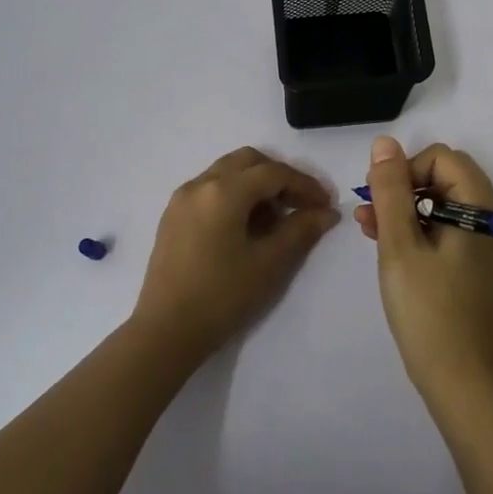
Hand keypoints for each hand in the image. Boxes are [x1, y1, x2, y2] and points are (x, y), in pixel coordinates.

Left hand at [134, 147, 340, 364]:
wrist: (166, 331)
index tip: (326, 205)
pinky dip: (234, 195)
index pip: (274, 173)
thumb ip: (301, 231)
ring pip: (226, 172)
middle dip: (279, 176)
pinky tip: (245, 228)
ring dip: (255, 185)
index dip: (305, 185)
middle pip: (248, 162)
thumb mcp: (270, 264)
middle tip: (300, 204)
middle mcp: (199, 184)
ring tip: (275, 219)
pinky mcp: (172, 216)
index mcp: (223, 191)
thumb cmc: (222, 296)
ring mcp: (181, 199)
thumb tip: (326, 212)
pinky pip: (209, 189)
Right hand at [357, 137, 492, 407]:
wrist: (460, 381)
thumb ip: (391, 191)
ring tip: (367, 228)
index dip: (407, 170)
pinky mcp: (477, 268)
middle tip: (370, 214)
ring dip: (405, 209)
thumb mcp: (400, 246)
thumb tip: (385, 144)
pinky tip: (387, 246)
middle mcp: (492, 221)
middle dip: (403, 188)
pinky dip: (418, 231)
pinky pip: (447, 231)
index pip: (443, 159)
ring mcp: (486, 246)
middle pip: (445, 179)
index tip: (380, 199)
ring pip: (442, 205)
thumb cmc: (428, 310)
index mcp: (481, 210)